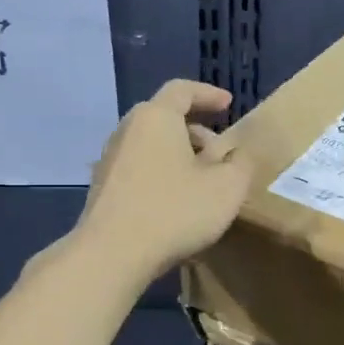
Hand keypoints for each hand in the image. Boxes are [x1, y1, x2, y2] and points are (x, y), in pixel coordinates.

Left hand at [72, 79, 253, 282]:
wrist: (111, 254)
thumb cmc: (174, 211)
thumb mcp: (226, 188)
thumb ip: (241, 164)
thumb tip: (240, 154)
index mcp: (156, 117)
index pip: (182, 90)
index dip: (208, 94)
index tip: (228, 105)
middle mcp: (128, 130)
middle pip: (164, 117)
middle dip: (195, 129)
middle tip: (219, 150)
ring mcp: (110, 160)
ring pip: (150, 145)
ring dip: (178, 154)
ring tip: (201, 180)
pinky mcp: (102, 188)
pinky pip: (138, 168)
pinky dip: (161, 173)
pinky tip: (176, 202)